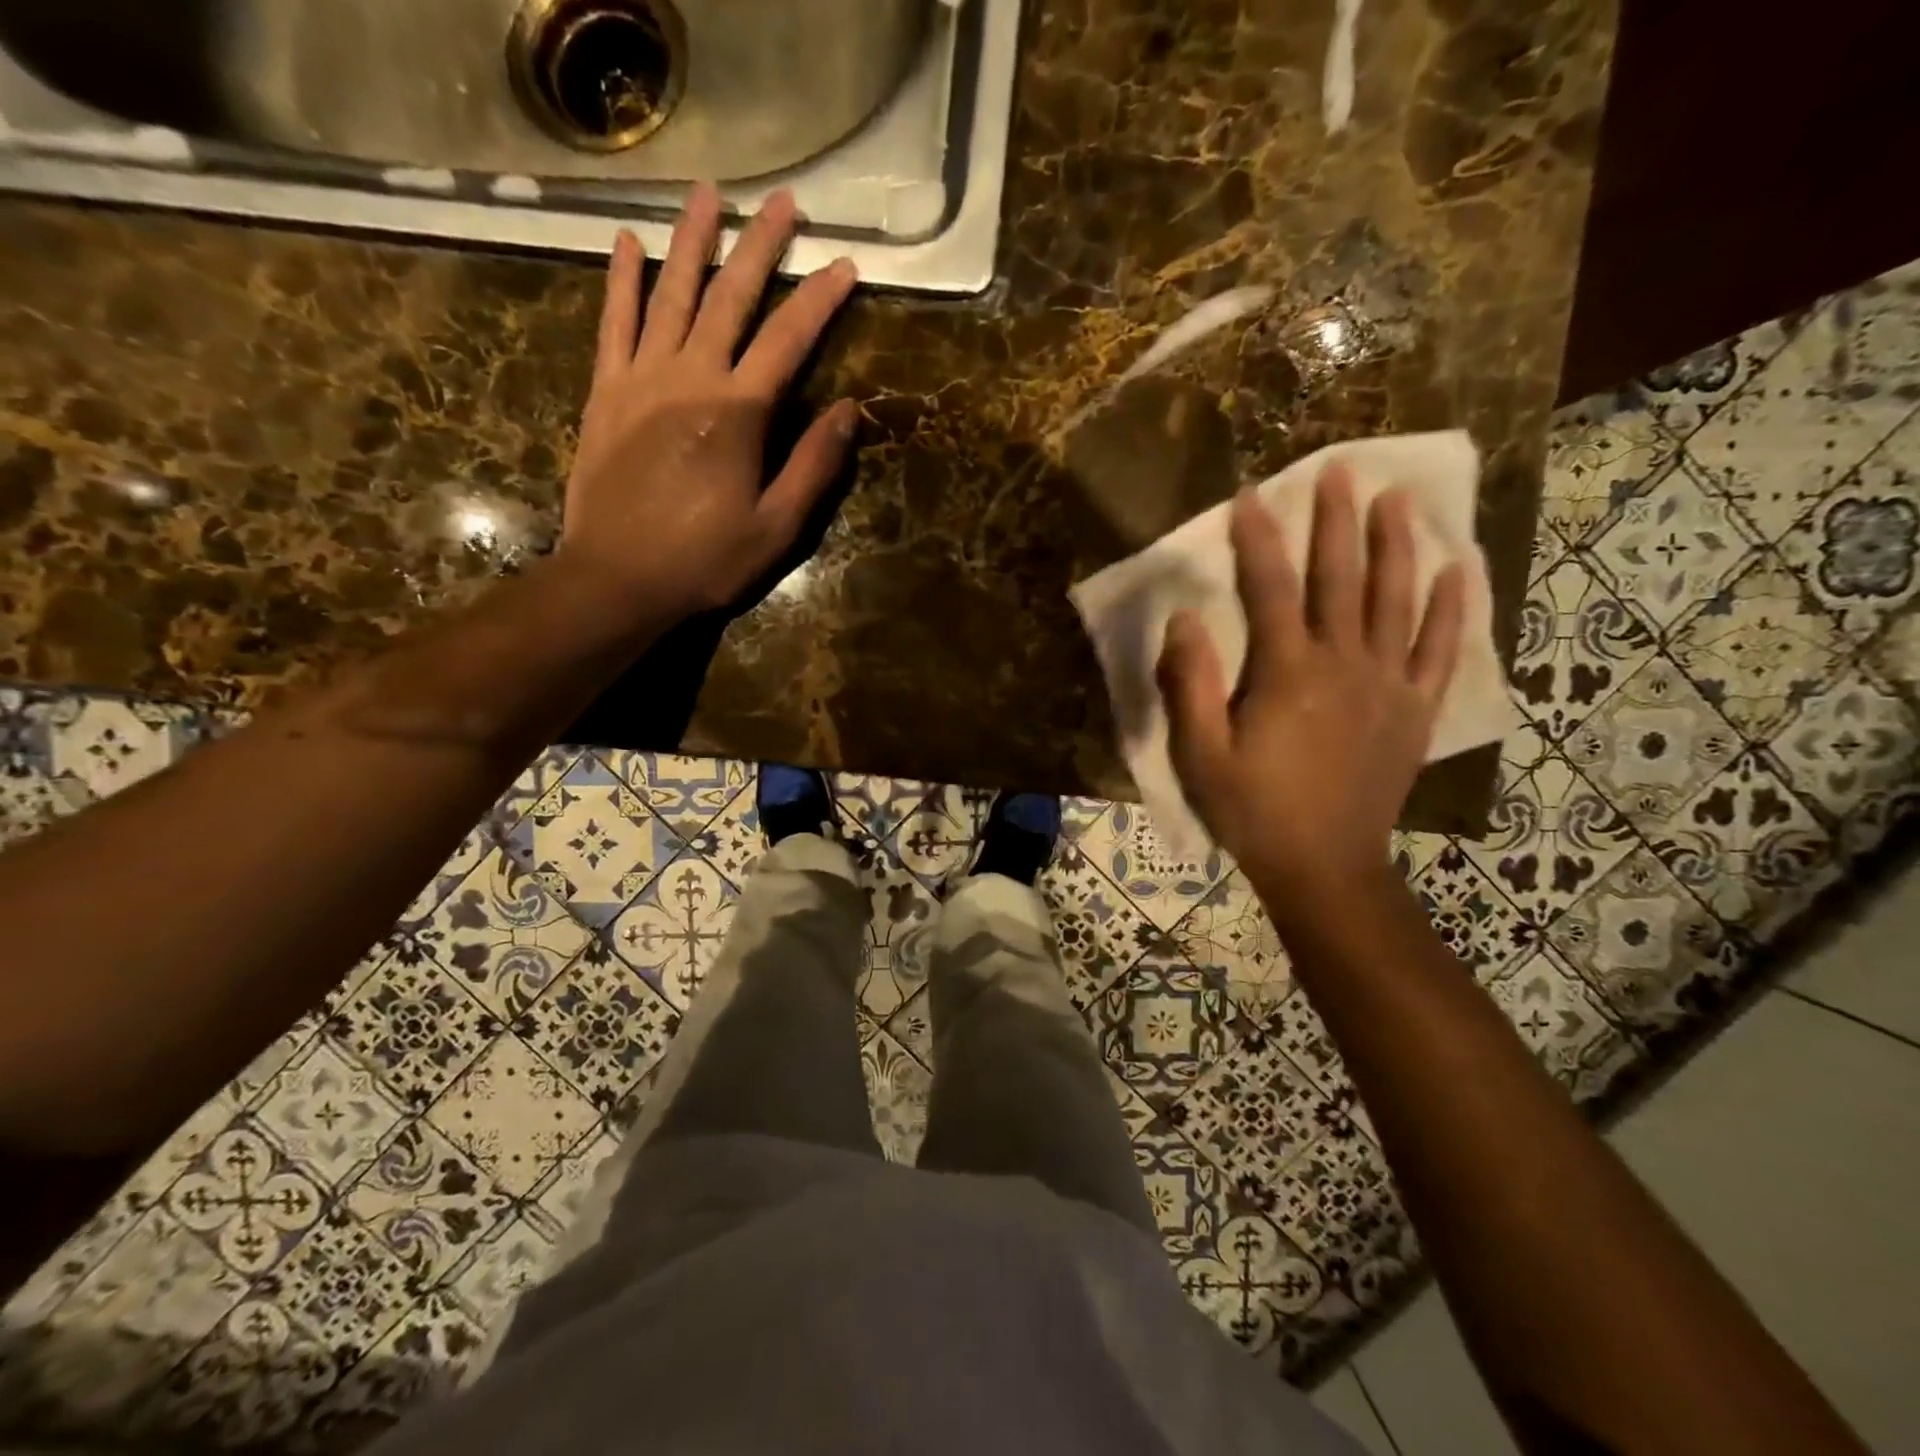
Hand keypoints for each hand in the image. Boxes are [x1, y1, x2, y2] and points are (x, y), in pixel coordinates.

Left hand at [557, 184, 859, 623]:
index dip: (821, 299)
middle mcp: (691, 377)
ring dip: (691, 241)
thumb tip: (850, 410)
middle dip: (761, 246)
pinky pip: (613, 323)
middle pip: (731, 296)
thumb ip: (814, 465)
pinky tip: (628, 243)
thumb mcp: (778, 526)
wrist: (619, 579)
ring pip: (670, 293)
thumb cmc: (706, 560)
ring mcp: (642, 378)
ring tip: (709, 194)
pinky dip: (621, 281)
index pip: (790, 339)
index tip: (846, 265)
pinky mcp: (606, 391)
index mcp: (739, 411)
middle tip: (784, 202)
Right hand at [1155, 465, 1464, 908]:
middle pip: (1342, 578)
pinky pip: (1438, 648)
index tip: (1249, 497)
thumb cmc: (1253, 811)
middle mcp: (1344, 664)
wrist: (1324, 866)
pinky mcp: (1415, 709)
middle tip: (1339, 470)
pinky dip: (1451, 607)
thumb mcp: (1201, 755)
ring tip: (1398, 498)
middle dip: (1336, 522)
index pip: (1271, 589)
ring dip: (1397, 545)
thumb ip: (1190, 685)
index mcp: (1287, 673)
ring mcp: (1388, 684)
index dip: (1258, 540)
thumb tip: (1187, 619)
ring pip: (1396, 600)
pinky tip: (1458, 569)